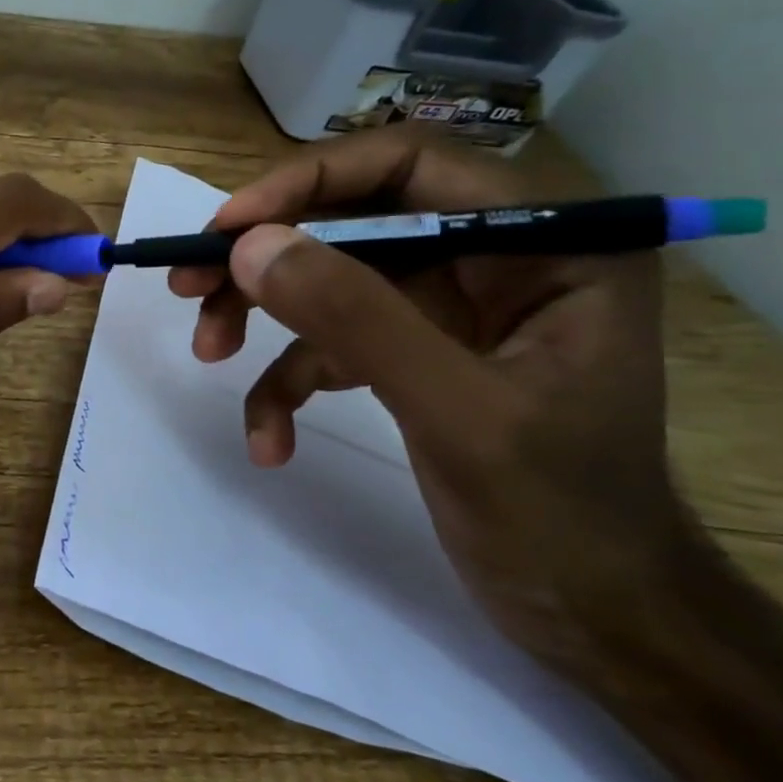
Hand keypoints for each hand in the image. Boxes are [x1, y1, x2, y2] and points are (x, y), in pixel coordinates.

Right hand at [169, 129, 716, 673]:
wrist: (595, 616)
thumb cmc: (562, 515)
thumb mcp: (457, 411)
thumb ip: (357, 319)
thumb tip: (249, 247)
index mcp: (546, 245)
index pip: (409, 166)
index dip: (308, 181)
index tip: (227, 227)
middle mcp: (494, 261)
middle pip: (351, 222)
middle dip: (266, 257)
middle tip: (187, 285)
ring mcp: (448, 312)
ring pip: (328, 281)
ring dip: (260, 317)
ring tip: (209, 354)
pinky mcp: (412, 357)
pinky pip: (329, 348)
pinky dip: (286, 386)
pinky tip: (269, 442)